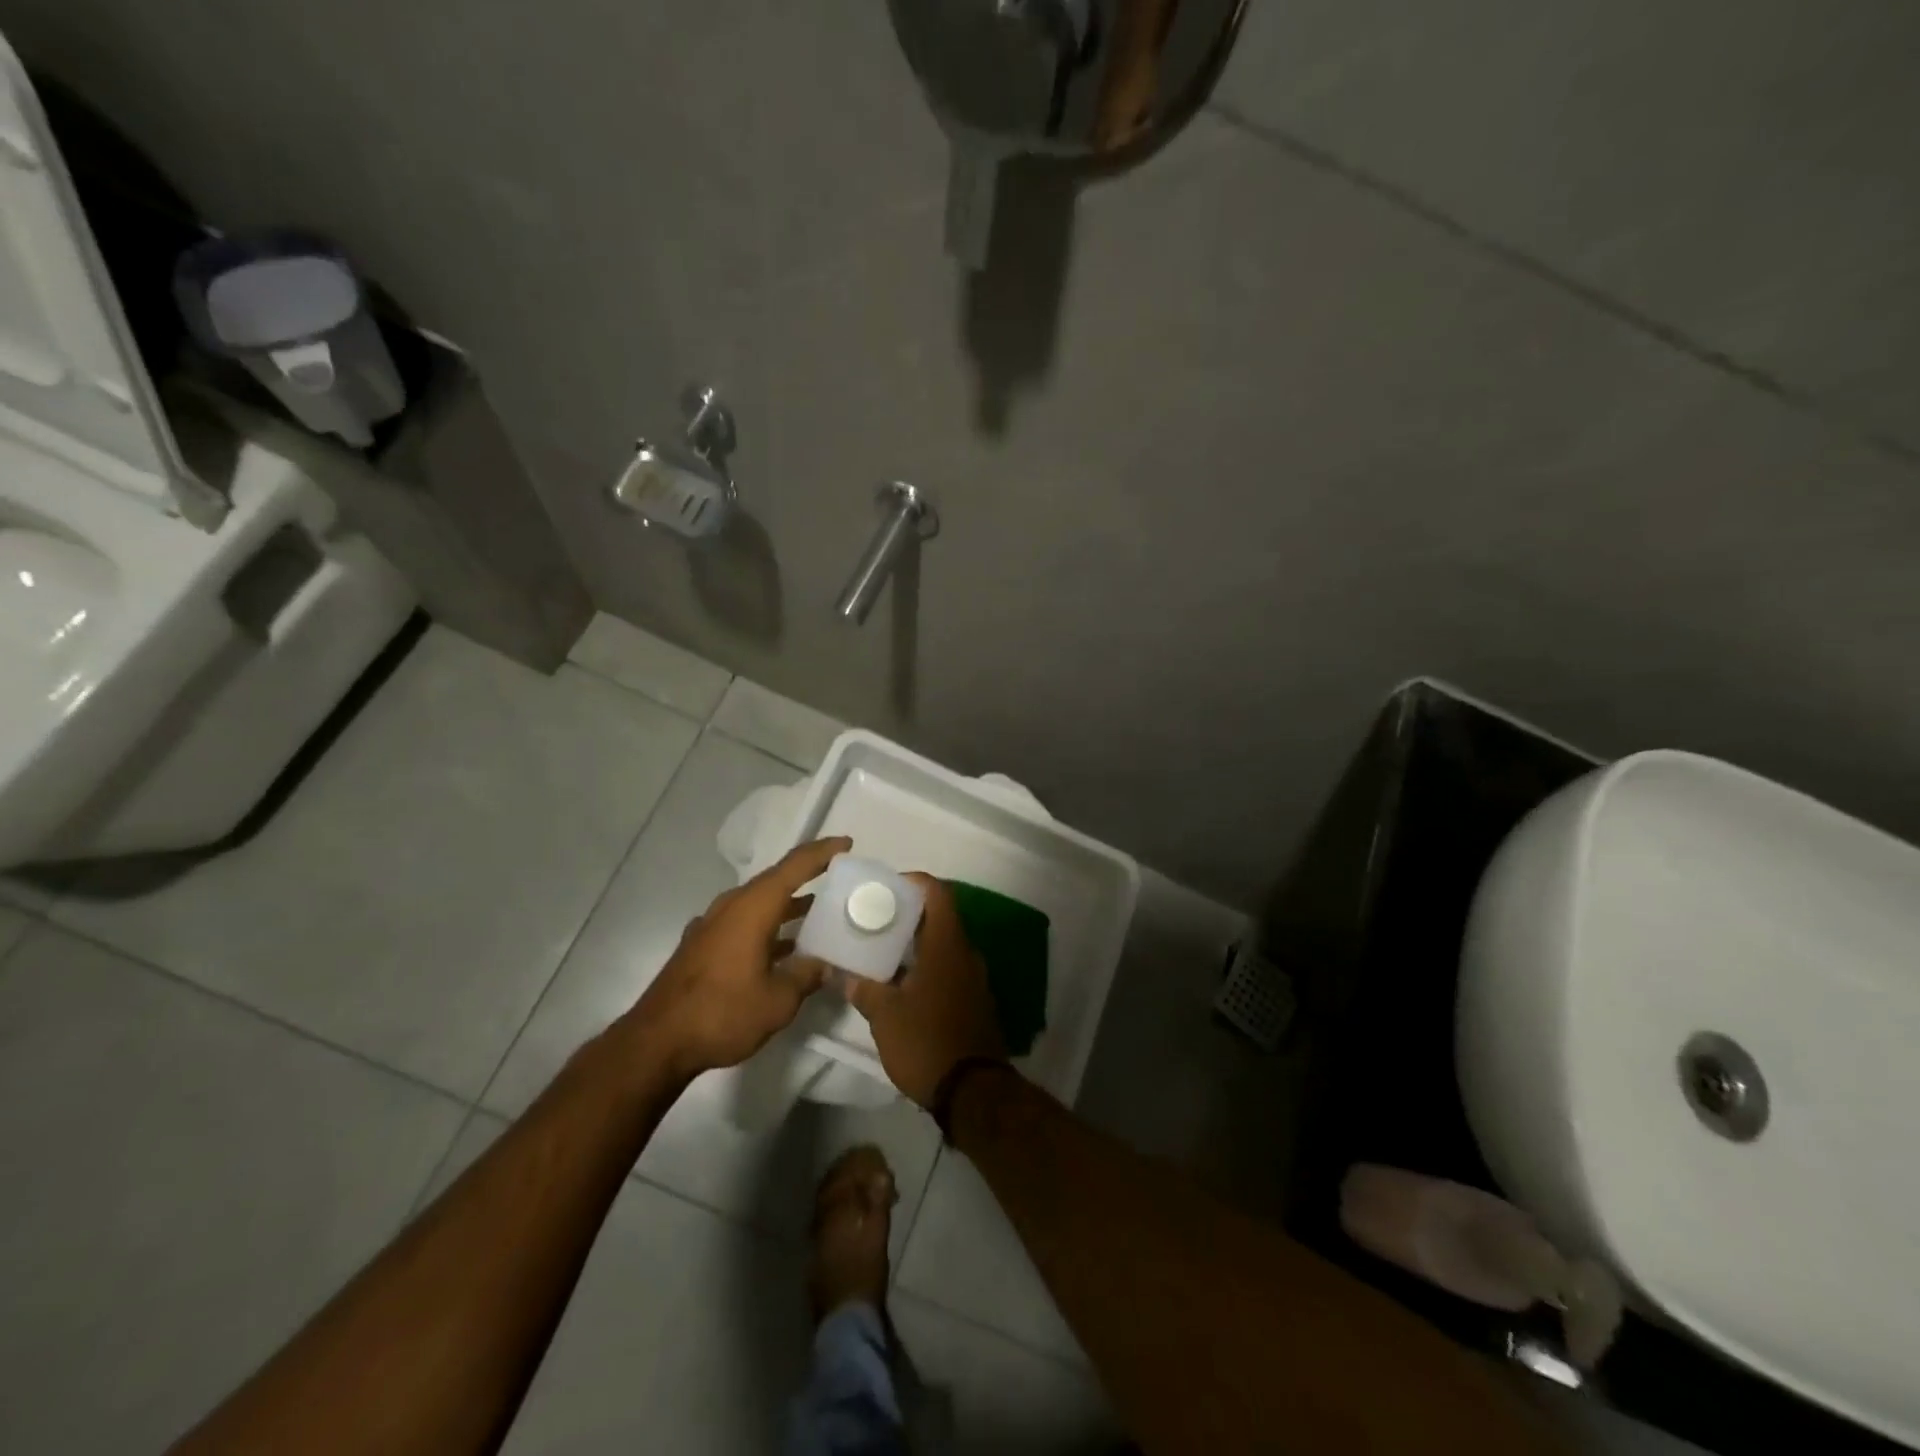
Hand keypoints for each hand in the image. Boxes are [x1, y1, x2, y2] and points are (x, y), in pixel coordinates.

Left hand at [625, 836, 850, 1079]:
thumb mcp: (779, 1000)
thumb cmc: (723, 1013)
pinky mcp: (704, 945)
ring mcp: (714, 925)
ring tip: (820, 915)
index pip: (795, 866)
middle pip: (777, 880)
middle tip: (840, 881)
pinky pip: (745, 922)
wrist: (657, 1042)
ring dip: (789, 905)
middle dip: (809, 877)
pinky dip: (770, 925)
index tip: (848, 844)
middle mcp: (732, 906)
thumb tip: (829, 964)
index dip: (823, 852)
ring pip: (760, 903)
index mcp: (753, 907)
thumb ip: (808, 974)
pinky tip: (785, 948)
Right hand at [840, 874, 1005, 1106]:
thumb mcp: (884, 1016)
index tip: (886, 888)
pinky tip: (902, 982)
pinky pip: (950, 968)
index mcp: (947, 945)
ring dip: (916, 943)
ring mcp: (974, 978)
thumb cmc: (927, 1042)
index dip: (914, 883)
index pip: (937, 893)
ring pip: (944, 945)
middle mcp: (966, 954)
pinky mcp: (974, 1000)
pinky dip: (927, 965)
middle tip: (874, 919)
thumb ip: (862, 988)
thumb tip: (841, 973)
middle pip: (940, 917)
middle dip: (908, 914)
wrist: (973, 1092)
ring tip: (881, 950)